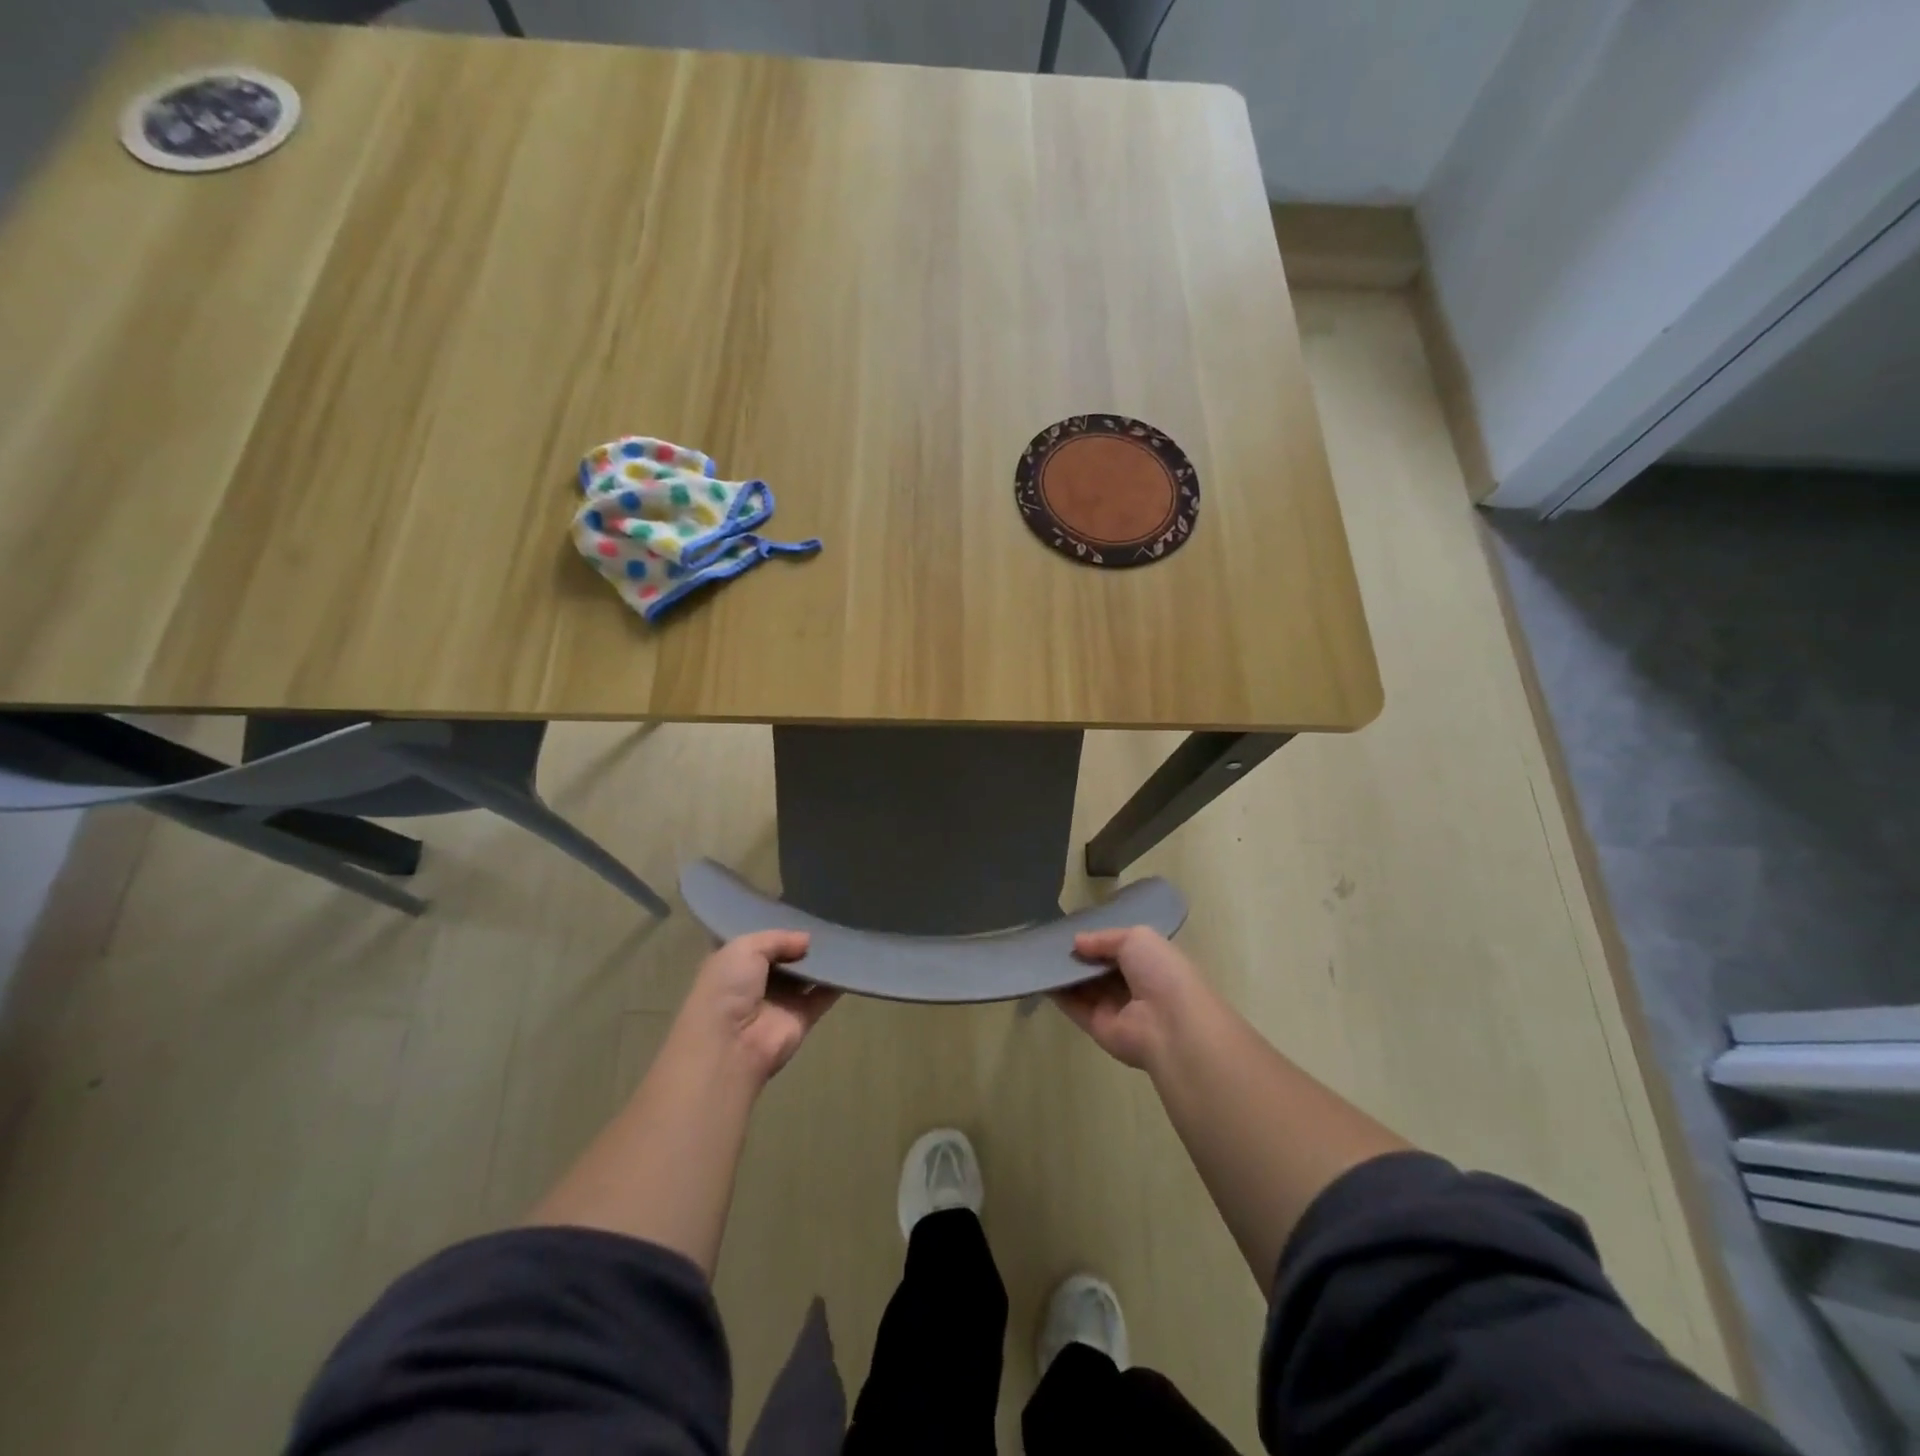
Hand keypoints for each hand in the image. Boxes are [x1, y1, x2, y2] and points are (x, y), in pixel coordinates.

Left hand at [675, 931, 839, 1086]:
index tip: (799, 910)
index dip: (775, 928)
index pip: (757, 942)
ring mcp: (780, 1001)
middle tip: (827, 918)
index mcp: (734, 964)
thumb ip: (777, 938)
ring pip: (806, 975)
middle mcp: (756, 982)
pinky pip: (824, 995)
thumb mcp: (745, 948)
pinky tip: (852, 960)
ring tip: (843, 933)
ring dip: (821, 959)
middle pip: (785, 957)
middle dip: (802, 942)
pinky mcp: (802, 1018)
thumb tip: (806, 940)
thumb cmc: (727, 989)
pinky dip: (837, 981)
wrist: (730, 1044)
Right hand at [1054, 927, 1213, 1071]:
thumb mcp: (1137, 938)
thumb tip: (1077, 942)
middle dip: (1079, 954)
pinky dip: (1057, 991)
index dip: (1099, 938)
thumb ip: (1105, 938)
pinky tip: (1038, 974)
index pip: (1121, 948)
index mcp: (1150, 962)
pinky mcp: (1096, 1026)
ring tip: (1037, 951)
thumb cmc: (1160, 972)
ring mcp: (1114, 1007)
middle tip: (1049, 937)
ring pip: (1084, 985)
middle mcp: (1133, 985)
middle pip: (1099, 967)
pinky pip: (1073, 1005)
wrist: (1169, 1025)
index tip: (1072, 926)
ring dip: (1064, 971)